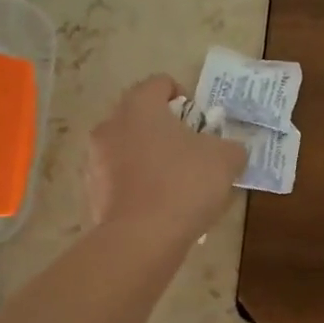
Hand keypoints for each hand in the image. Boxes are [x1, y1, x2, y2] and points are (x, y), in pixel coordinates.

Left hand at [86, 75, 247, 243]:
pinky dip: (138, 187)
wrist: (142, 239)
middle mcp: (110, 126)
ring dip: (150, 159)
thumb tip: (230, 151)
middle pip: (141, 117)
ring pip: (128, 150)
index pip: (160, 83)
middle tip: (192, 153)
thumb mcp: (225, 160)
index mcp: (139, 106)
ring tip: (176, 185)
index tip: (200, 124)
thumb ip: (231, 147)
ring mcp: (95, 161)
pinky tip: (159, 208)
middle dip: (166, 131)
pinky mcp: (92, 193)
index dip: (184, 98)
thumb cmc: (184, 184)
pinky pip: (120, 181)